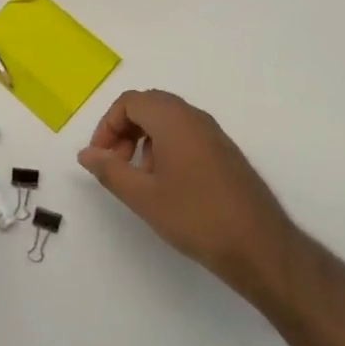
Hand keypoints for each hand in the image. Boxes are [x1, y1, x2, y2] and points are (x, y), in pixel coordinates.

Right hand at [78, 89, 296, 301]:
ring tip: (140, 178)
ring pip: (168, 119)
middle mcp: (195, 117)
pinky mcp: (225, 152)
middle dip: (125, 130)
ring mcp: (214, 133)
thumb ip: (110, 170)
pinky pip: (187, 134)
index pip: (130, 101)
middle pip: (149, 105)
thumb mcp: (143, 196)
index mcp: (173, 119)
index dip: (108, 125)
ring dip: (145, 139)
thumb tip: (86, 153)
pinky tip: (167, 184)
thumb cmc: (195, 217)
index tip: (101, 157)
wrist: (258, 244)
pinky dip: (166, 147)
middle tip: (116, 164)